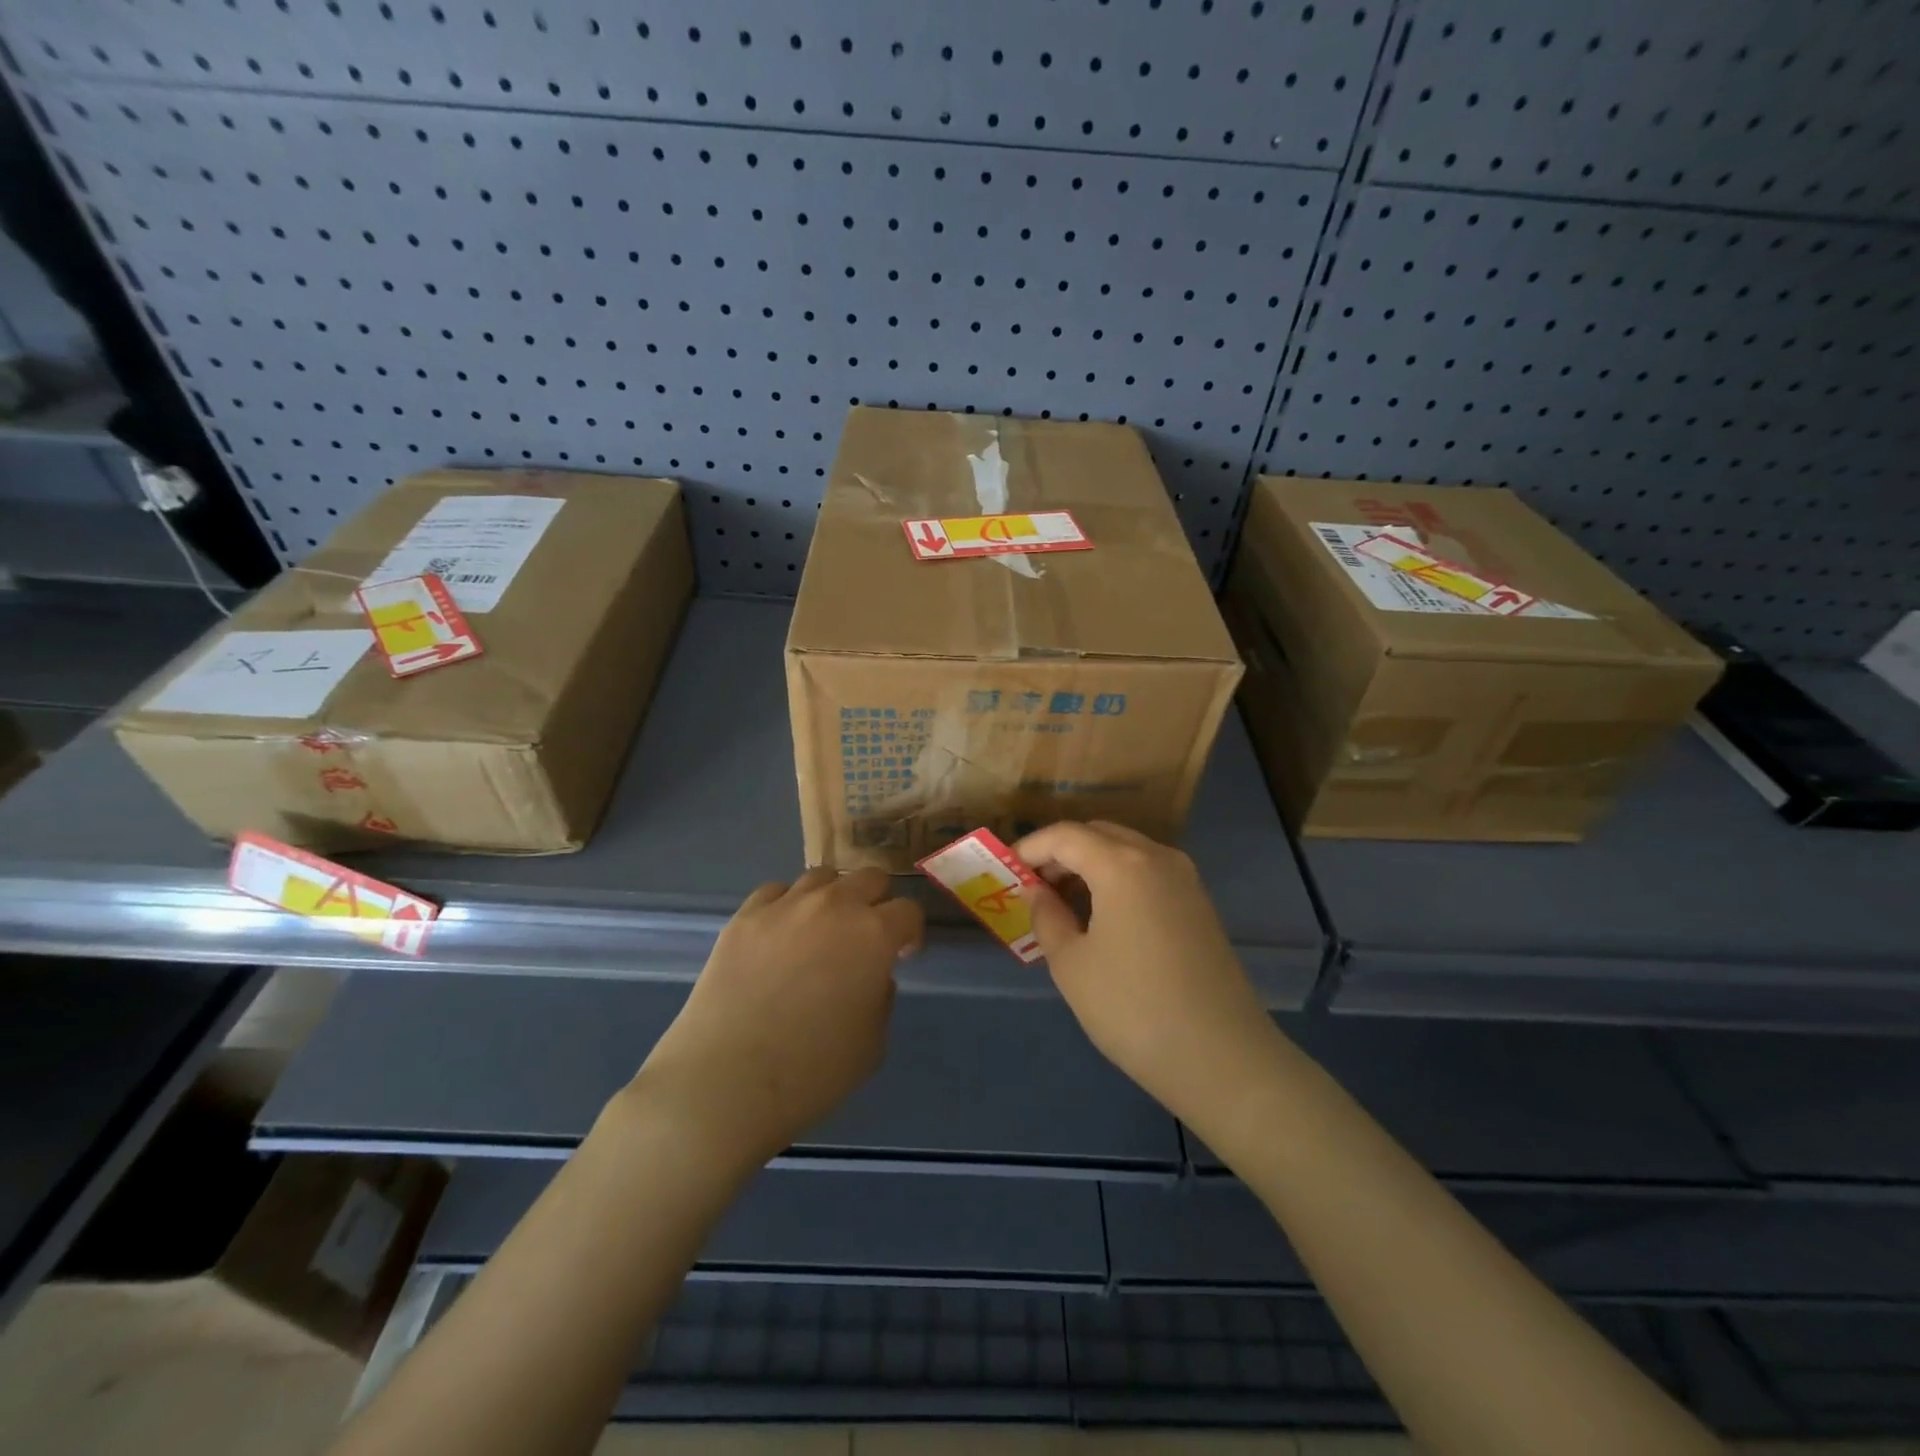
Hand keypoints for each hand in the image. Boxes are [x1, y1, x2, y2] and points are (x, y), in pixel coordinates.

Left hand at [629, 868, 924, 1172]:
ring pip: (821, 877)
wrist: (725, 1082)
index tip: (902, 955)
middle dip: (876, 902)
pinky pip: (775, 892)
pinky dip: (787, 906)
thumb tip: (871, 976)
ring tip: (820, 931)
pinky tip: (779, 935)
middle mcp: (833, 905)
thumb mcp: (872, 1044)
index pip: (908, 911)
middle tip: (866, 937)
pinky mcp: (744, 916)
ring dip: (832, 898)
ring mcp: (784, 906)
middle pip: (869, 877)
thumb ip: (881, 997)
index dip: (910, 933)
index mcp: (873, 934)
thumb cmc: (811, 1072)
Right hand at [1014, 821, 1282, 1132]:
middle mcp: (1157, 857)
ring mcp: (1185, 879)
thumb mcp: (1072, 965)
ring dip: (1090, 865)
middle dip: (1060, 853)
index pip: (1065, 835)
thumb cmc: (1133, 1008)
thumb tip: (1037, 892)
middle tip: (1033, 887)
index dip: (1030, 848)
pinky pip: (1147, 872)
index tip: (1006, 871)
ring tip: (1063, 904)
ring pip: (1126, 851)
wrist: (1222, 1058)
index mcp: (1122, 863)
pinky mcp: (1199, 904)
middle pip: (1098, 834)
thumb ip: (1046, 917)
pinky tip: (1103, 917)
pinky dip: (1117, 880)